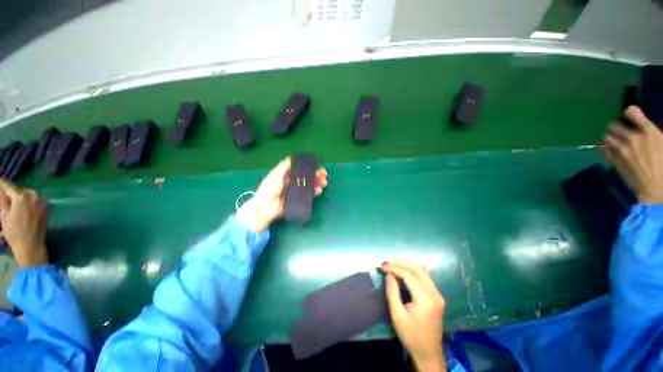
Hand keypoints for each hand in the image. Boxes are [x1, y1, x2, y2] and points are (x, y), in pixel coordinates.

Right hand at [0, 179, 48, 267]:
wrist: (31, 245)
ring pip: (30, 194)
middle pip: (21, 189)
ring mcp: (42, 203)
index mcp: (21, 198)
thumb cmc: (14, 232)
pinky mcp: (46, 209)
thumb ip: (3, 200)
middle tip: (7, 194)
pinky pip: (37, 200)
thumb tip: (1, 188)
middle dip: (14, 191)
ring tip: (15, 200)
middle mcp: (33, 197)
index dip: (3, 183)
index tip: (0, 180)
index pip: (10, 186)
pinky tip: (25, 206)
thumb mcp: (4, 215)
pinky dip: (30, 200)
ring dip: (23, 195)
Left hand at [236, 158, 327, 231]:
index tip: (317, 166)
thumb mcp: (275, 174)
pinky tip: (319, 190)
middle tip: (324, 174)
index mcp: (286, 175)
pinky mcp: (297, 200)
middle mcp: (292, 182)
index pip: (300, 169)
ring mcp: (295, 191)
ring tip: (324, 182)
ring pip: (309, 185)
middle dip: (316, 175)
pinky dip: (314, 192)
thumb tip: (292, 157)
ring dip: (317, 183)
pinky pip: (308, 195)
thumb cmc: (269, 189)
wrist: (265, 208)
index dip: (309, 167)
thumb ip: (284, 166)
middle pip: (306, 177)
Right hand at [381, 260, 446, 371]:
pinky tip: (405, 270)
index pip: (409, 275)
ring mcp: (438, 295)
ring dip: (408, 265)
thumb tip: (389, 274)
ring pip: (423, 271)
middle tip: (387, 262)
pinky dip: (414, 271)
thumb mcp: (397, 315)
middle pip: (418, 269)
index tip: (382, 266)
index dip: (394, 268)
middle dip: (401, 263)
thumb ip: (392, 292)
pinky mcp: (437, 297)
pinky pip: (425, 277)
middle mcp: (434, 293)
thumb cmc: (411, 336)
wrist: (429, 353)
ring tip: (394, 264)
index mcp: (425, 299)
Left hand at [604, 106, 662, 203]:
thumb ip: (653, 134)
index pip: (632, 112)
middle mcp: (632, 138)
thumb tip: (648, 130)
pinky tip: (611, 151)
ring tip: (615, 141)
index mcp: (648, 132)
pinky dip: (605, 149)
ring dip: (610, 137)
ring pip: (606, 137)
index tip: (631, 115)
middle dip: (616, 126)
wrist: (656, 189)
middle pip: (614, 125)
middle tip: (621, 131)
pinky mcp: (614, 161)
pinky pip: (603, 150)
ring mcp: (621, 150)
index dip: (630, 112)